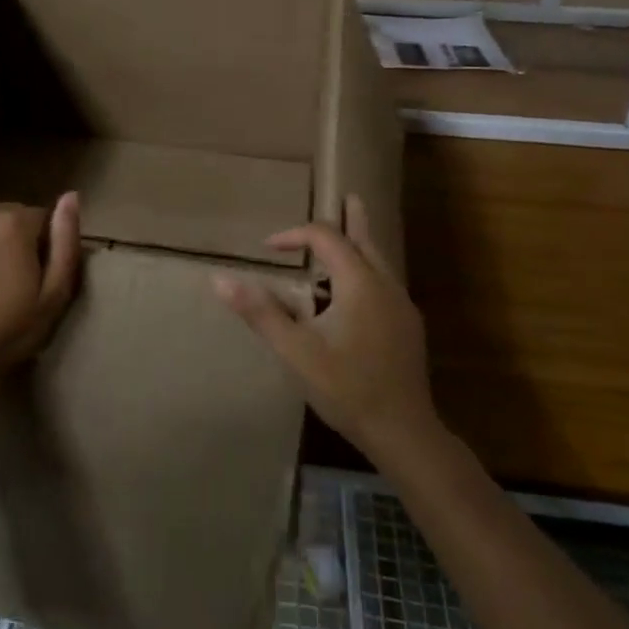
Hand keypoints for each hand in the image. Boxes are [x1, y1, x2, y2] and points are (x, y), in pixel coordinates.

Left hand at [0, 193, 81, 398]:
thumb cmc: (11, 330)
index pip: (41, 215)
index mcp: (15, 225)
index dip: (42, 243)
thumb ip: (66, 242)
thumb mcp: (54, 294)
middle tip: (11, 270)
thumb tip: (71, 196)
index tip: (35, 270)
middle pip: (11, 210)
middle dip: (17, 233)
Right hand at [212, 194, 434, 460]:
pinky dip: (365, 270)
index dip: (294, 235)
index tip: (268, 248)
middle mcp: (385, 285)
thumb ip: (260, 312)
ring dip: (358, 245)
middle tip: (348, 197)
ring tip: (350, 234)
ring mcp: (402, 306)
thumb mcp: (295, 350)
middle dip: (350, 219)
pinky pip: (384, 282)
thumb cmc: (346, 388)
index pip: (326, 237)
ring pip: (378, 261)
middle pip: (365, 239)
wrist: (404, 431)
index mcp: (359, 282)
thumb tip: (220, 279)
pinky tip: (355, 293)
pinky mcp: (408, 327)